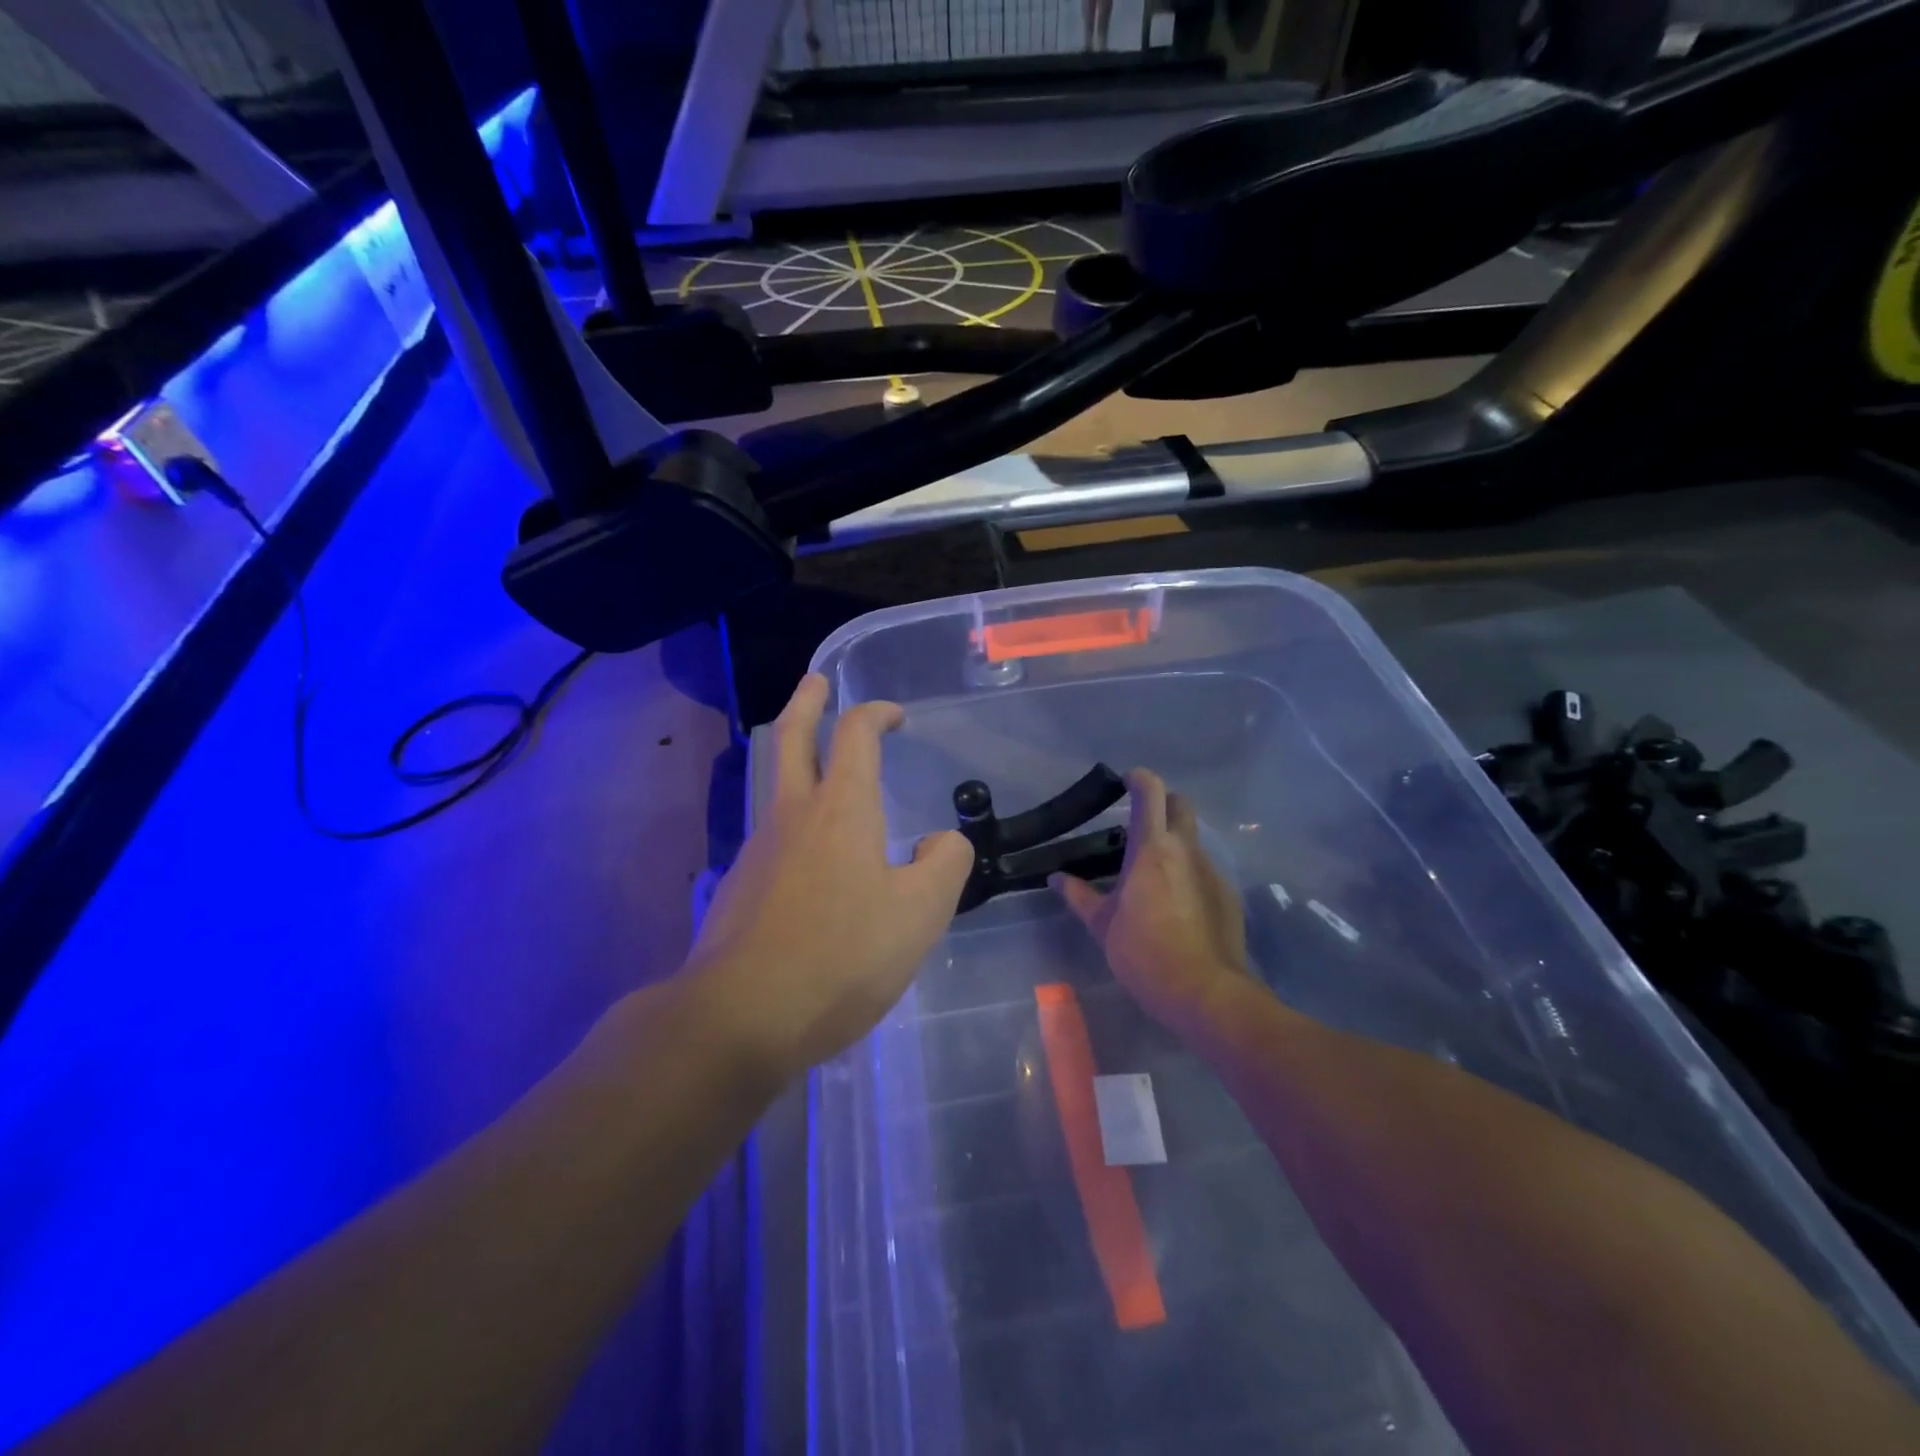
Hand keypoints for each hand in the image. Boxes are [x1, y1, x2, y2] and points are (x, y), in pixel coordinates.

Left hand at [687, 674, 972, 1081]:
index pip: (855, 735)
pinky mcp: (739, 889)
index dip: (876, 713)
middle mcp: (792, 816)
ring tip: (823, 775)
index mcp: (841, 809)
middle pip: (792, 738)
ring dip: (795, 761)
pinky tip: (812, 865)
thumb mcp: (920, 913)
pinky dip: (793, 826)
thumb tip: (939, 842)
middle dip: (807, 703)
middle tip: (816, 682)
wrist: (741, 1016)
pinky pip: (772, 839)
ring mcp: (758, 851)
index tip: (895, 715)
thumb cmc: (842, 955)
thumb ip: (944, 864)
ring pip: (775, 787)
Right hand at [1053, 768, 1252, 1031]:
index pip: (1150, 792)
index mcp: (1150, 849)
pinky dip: (1188, 874)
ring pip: (1192, 840)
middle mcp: (1185, 850)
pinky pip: (1204, 870)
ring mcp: (1211, 871)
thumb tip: (1056, 878)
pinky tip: (1177, 905)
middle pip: (1180, 805)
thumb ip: (1078, 896)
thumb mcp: (1102, 925)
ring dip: (1174, 843)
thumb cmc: (1143, 952)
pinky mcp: (1227, 894)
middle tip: (1140, 824)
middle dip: (1163, 803)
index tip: (1125, 782)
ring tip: (1153, 875)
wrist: (1204, 991)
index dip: (1138, 779)